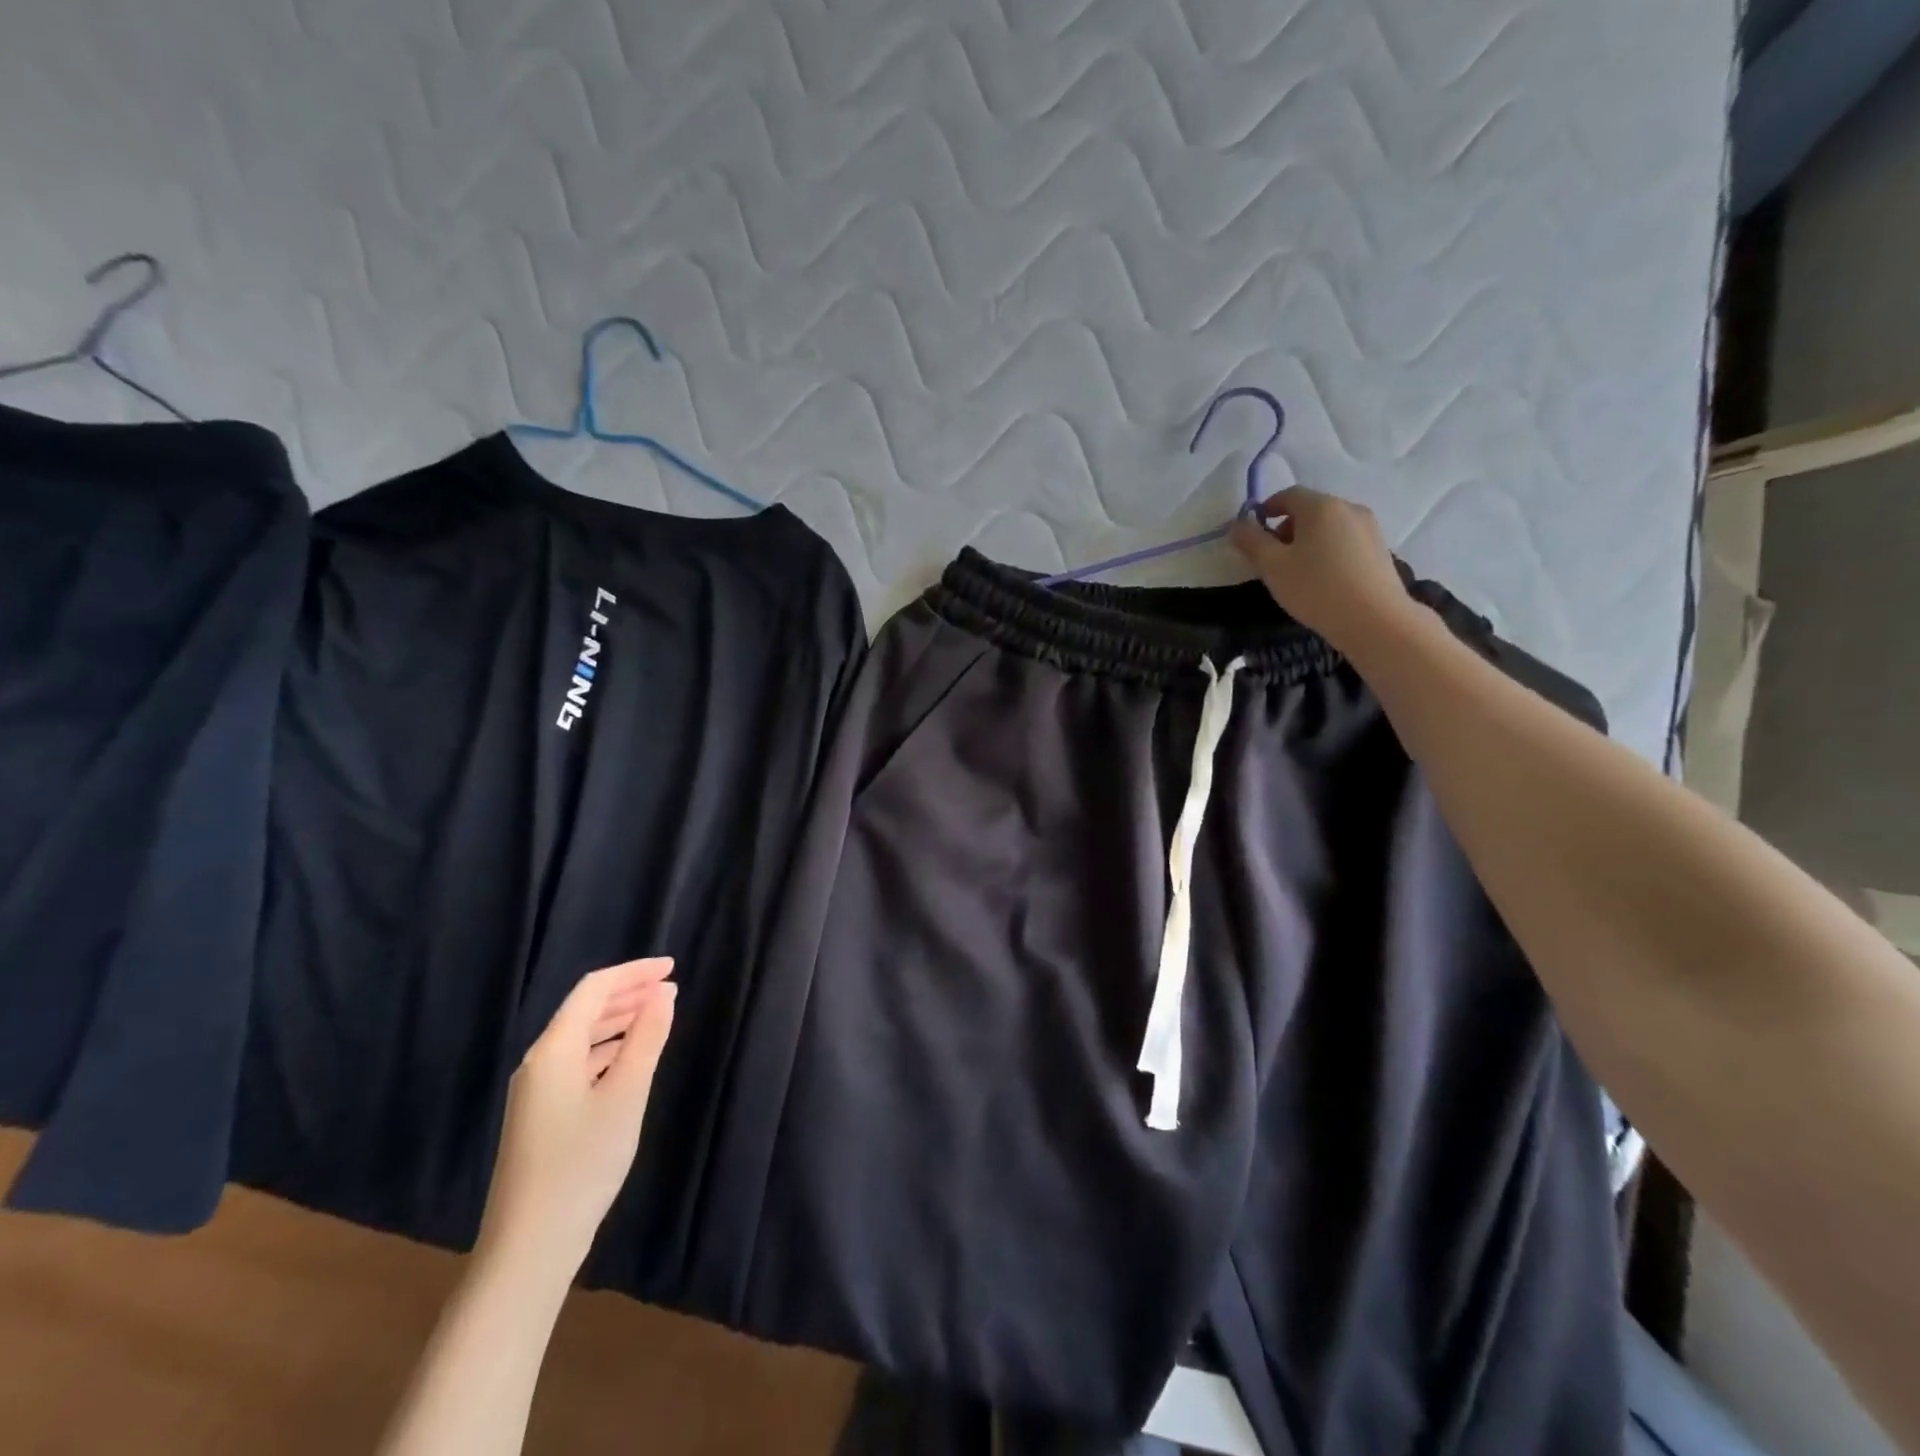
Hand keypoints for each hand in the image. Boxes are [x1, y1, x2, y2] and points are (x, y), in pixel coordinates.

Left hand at [476, 958, 676, 1275]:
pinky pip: (578, 1062)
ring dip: (619, 1020)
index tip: (672, 967)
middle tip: (671, 988)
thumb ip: (647, 1038)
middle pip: (585, 1009)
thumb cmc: (583, 1162)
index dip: (634, 973)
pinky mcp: (541, 1115)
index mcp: (554, 1049)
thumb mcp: (627, 1094)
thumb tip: (664, 993)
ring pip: (581, 1037)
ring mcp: (536, 1091)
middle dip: (628, 992)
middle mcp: (539, 1062)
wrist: (530, 1246)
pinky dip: (608, 1049)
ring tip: (658, 1016)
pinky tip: (630, 1059)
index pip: (594, 989)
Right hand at [1229, 487, 1421, 659]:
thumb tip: (1238, 524)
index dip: (1267, 509)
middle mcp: (1348, 508)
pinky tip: (1324, 579)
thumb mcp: (1272, 566)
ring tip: (1298, 571)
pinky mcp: (1380, 549)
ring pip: (1329, 526)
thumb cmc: (1316, 589)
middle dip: (1287, 528)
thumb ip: (1251, 541)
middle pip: (1310, 509)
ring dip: (1308, 540)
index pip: (1288, 494)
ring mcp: (1369, 528)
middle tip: (1273, 558)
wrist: (1374, 620)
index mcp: (1321, 507)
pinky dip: (1328, 551)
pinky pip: (1346, 541)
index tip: (1254, 532)